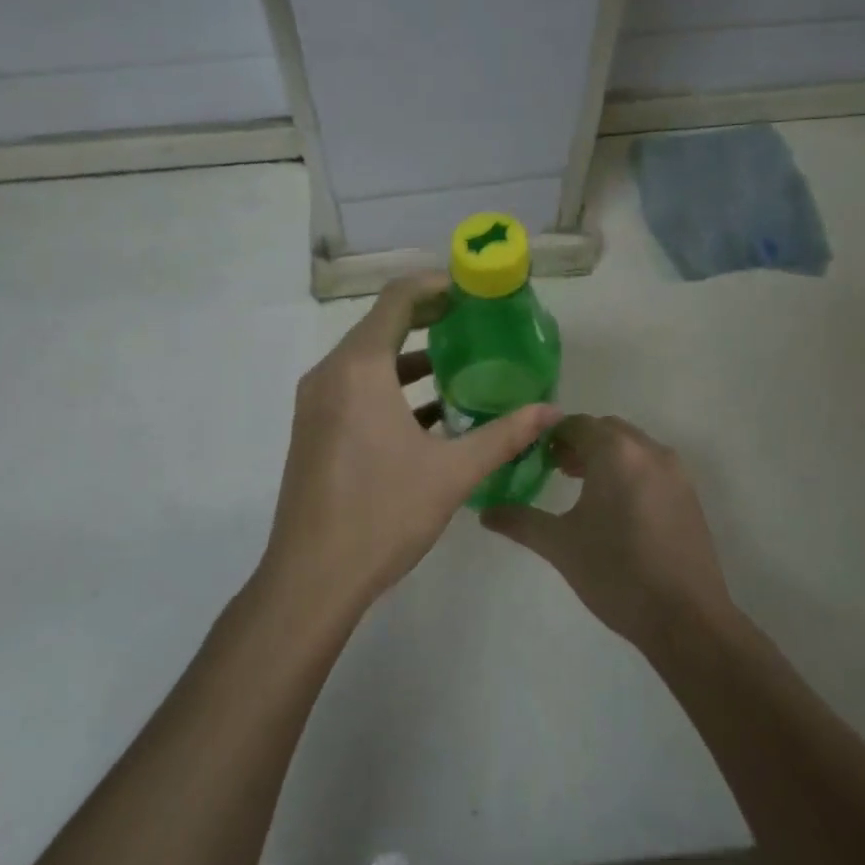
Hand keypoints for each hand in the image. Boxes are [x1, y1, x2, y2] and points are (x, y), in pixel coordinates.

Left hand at [260, 274, 561, 621]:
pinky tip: (431, 412)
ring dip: (410, 357)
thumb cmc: (382, 514)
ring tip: (460, 365)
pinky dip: (391, 386)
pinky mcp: (314, 427)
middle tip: (475, 323)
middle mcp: (331, 373)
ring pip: (367, 358)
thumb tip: (553, 411)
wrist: (311, 578)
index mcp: (359, 368)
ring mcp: (317, 401)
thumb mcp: (452, 473)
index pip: (397, 299)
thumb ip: (504, 435)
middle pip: (381, 324)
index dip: (436, 286)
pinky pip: (355, 387)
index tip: (473, 292)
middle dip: (428, 319)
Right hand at [483, 415, 733, 650]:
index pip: (576, 424)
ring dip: (605, 456)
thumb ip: (520, 521)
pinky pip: (651, 466)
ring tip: (583, 487)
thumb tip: (485, 513)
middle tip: (555, 469)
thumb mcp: (560, 545)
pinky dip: (629, 471)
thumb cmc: (616, 573)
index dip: (551, 436)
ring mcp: (674, 471)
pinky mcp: (689, 494)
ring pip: (631, 446)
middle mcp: (648, 450)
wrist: (686, 618)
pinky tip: (617, 508)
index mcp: (615, 452)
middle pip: (606, 430)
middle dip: (579, 443)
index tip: (533, 457)